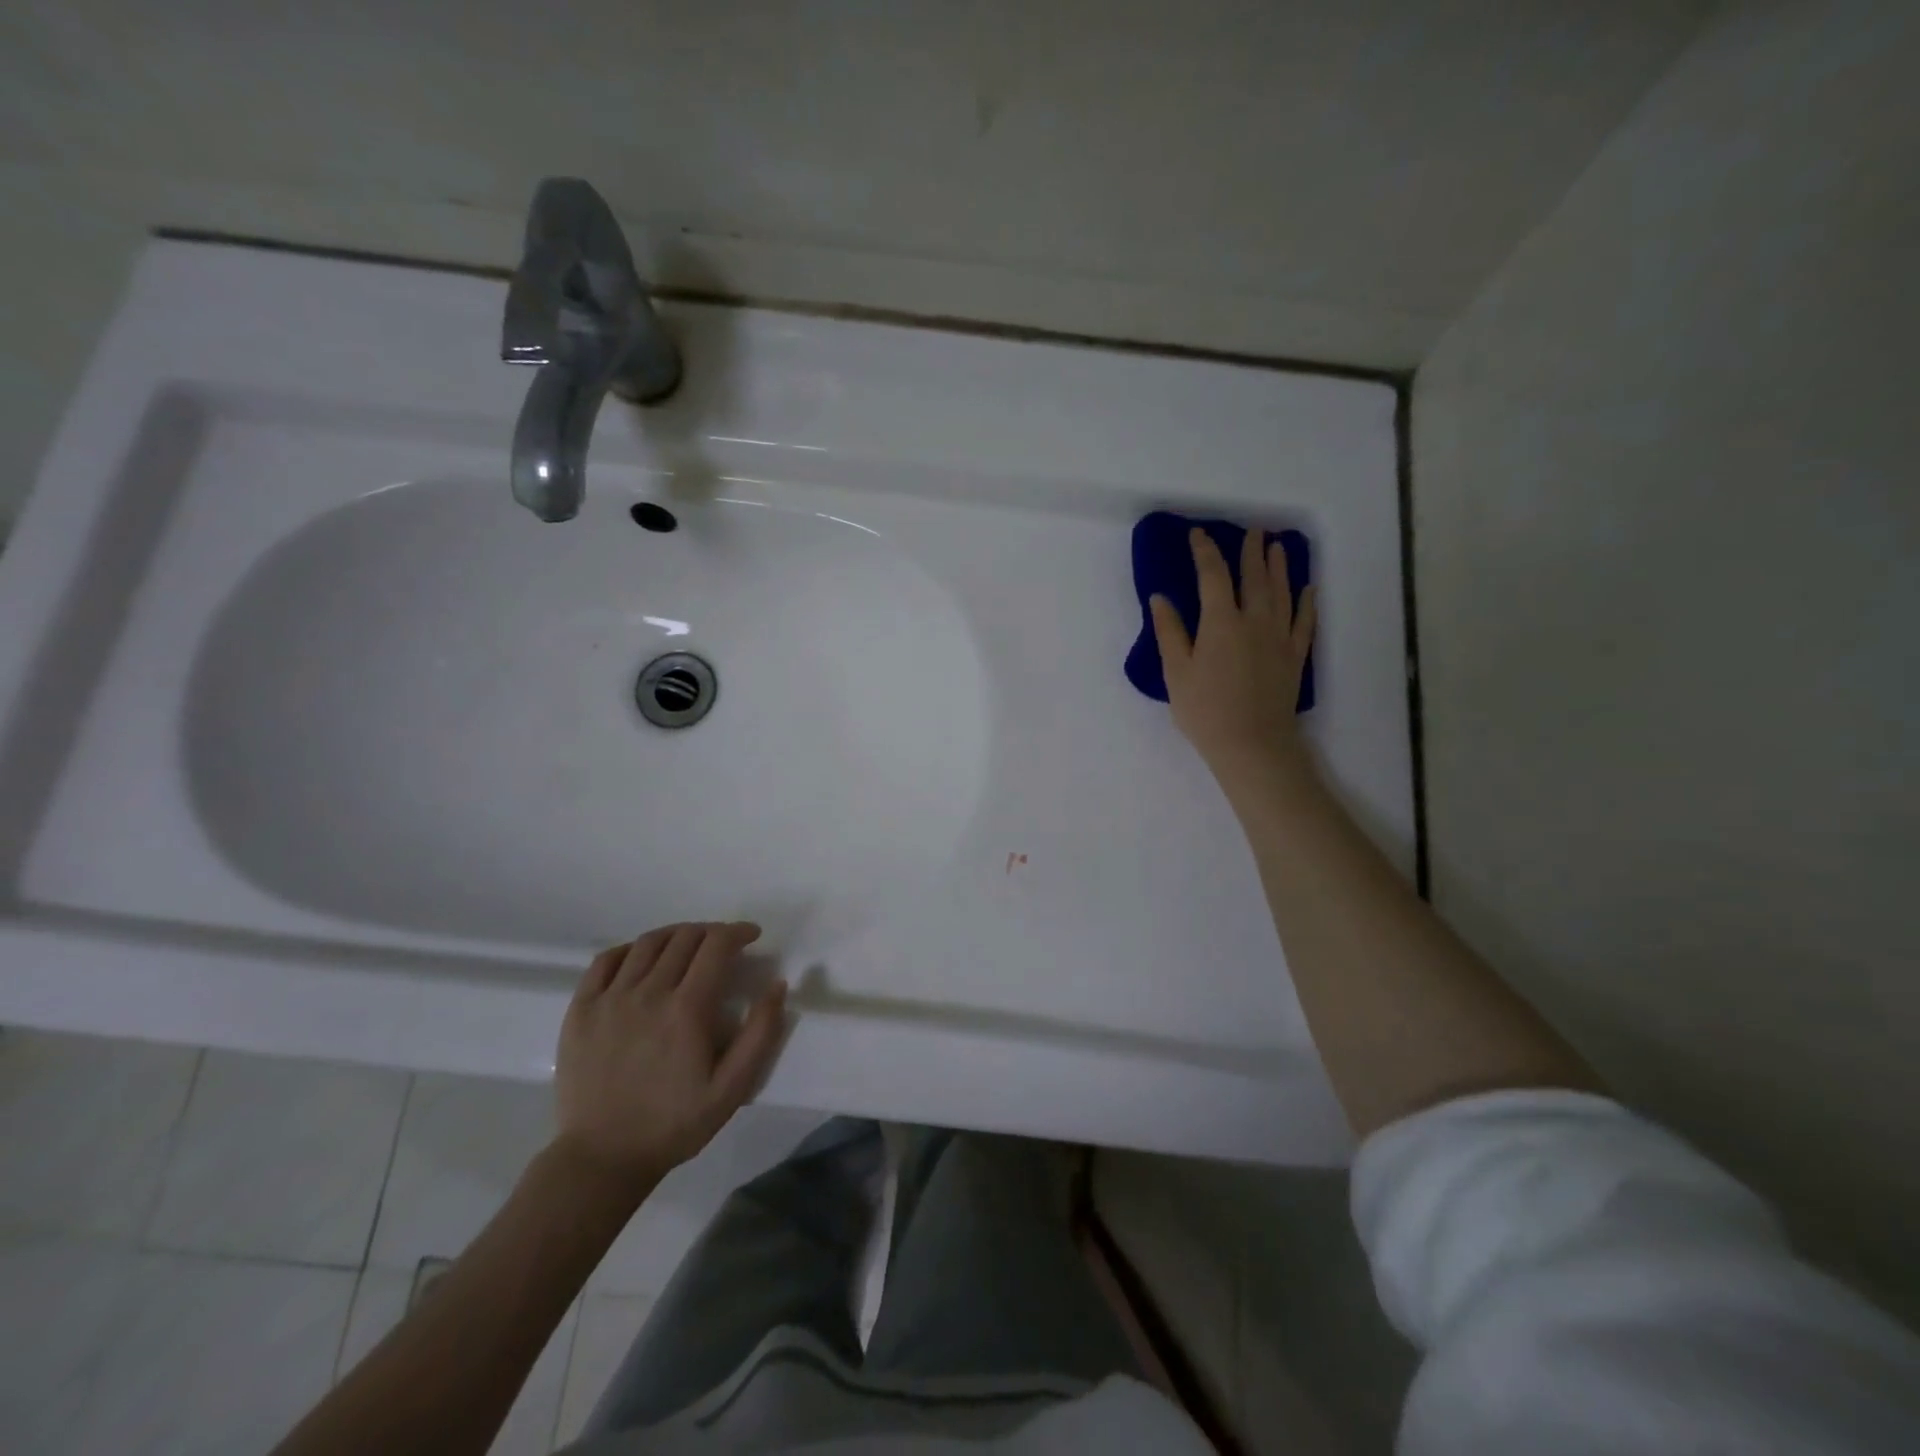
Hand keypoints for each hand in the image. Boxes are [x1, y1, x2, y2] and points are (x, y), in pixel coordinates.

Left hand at [553, 922, 787, 1195]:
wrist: (602, 1158)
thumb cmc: (674, 1124)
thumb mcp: (732, 1088)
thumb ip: (760, 1033)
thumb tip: (777, 985)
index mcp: (687, 1009)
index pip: (716, 945)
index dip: (738, 932)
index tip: (752, 935)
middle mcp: (648, 993)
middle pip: (684, 937)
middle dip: (711, 931)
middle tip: (724, 944)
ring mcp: (610, 999)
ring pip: (648, 943)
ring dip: (676, 935)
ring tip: (688, 945)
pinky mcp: (581, 1010)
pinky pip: (605, 960)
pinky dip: (630, 949)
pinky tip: (642, 959)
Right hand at [1150, 526, 1316, 778]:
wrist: (1252, 744)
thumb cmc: (1205, 710)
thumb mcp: (1176, 672)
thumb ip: (1169, 632)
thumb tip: (1161, 598)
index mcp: (1221, 622)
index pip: (1213, 576)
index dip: (1205, 552)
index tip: (1199, 534)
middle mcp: (1254, 621)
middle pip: (1254, 577)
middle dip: (1250, 551)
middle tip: (1252, 530)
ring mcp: (1279, 637)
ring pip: (1282, 592)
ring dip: (1279, 567)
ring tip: (1277, 547)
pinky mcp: (1294, 656)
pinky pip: (1304, 621)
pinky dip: (1306, 601)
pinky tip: (1308, 588)